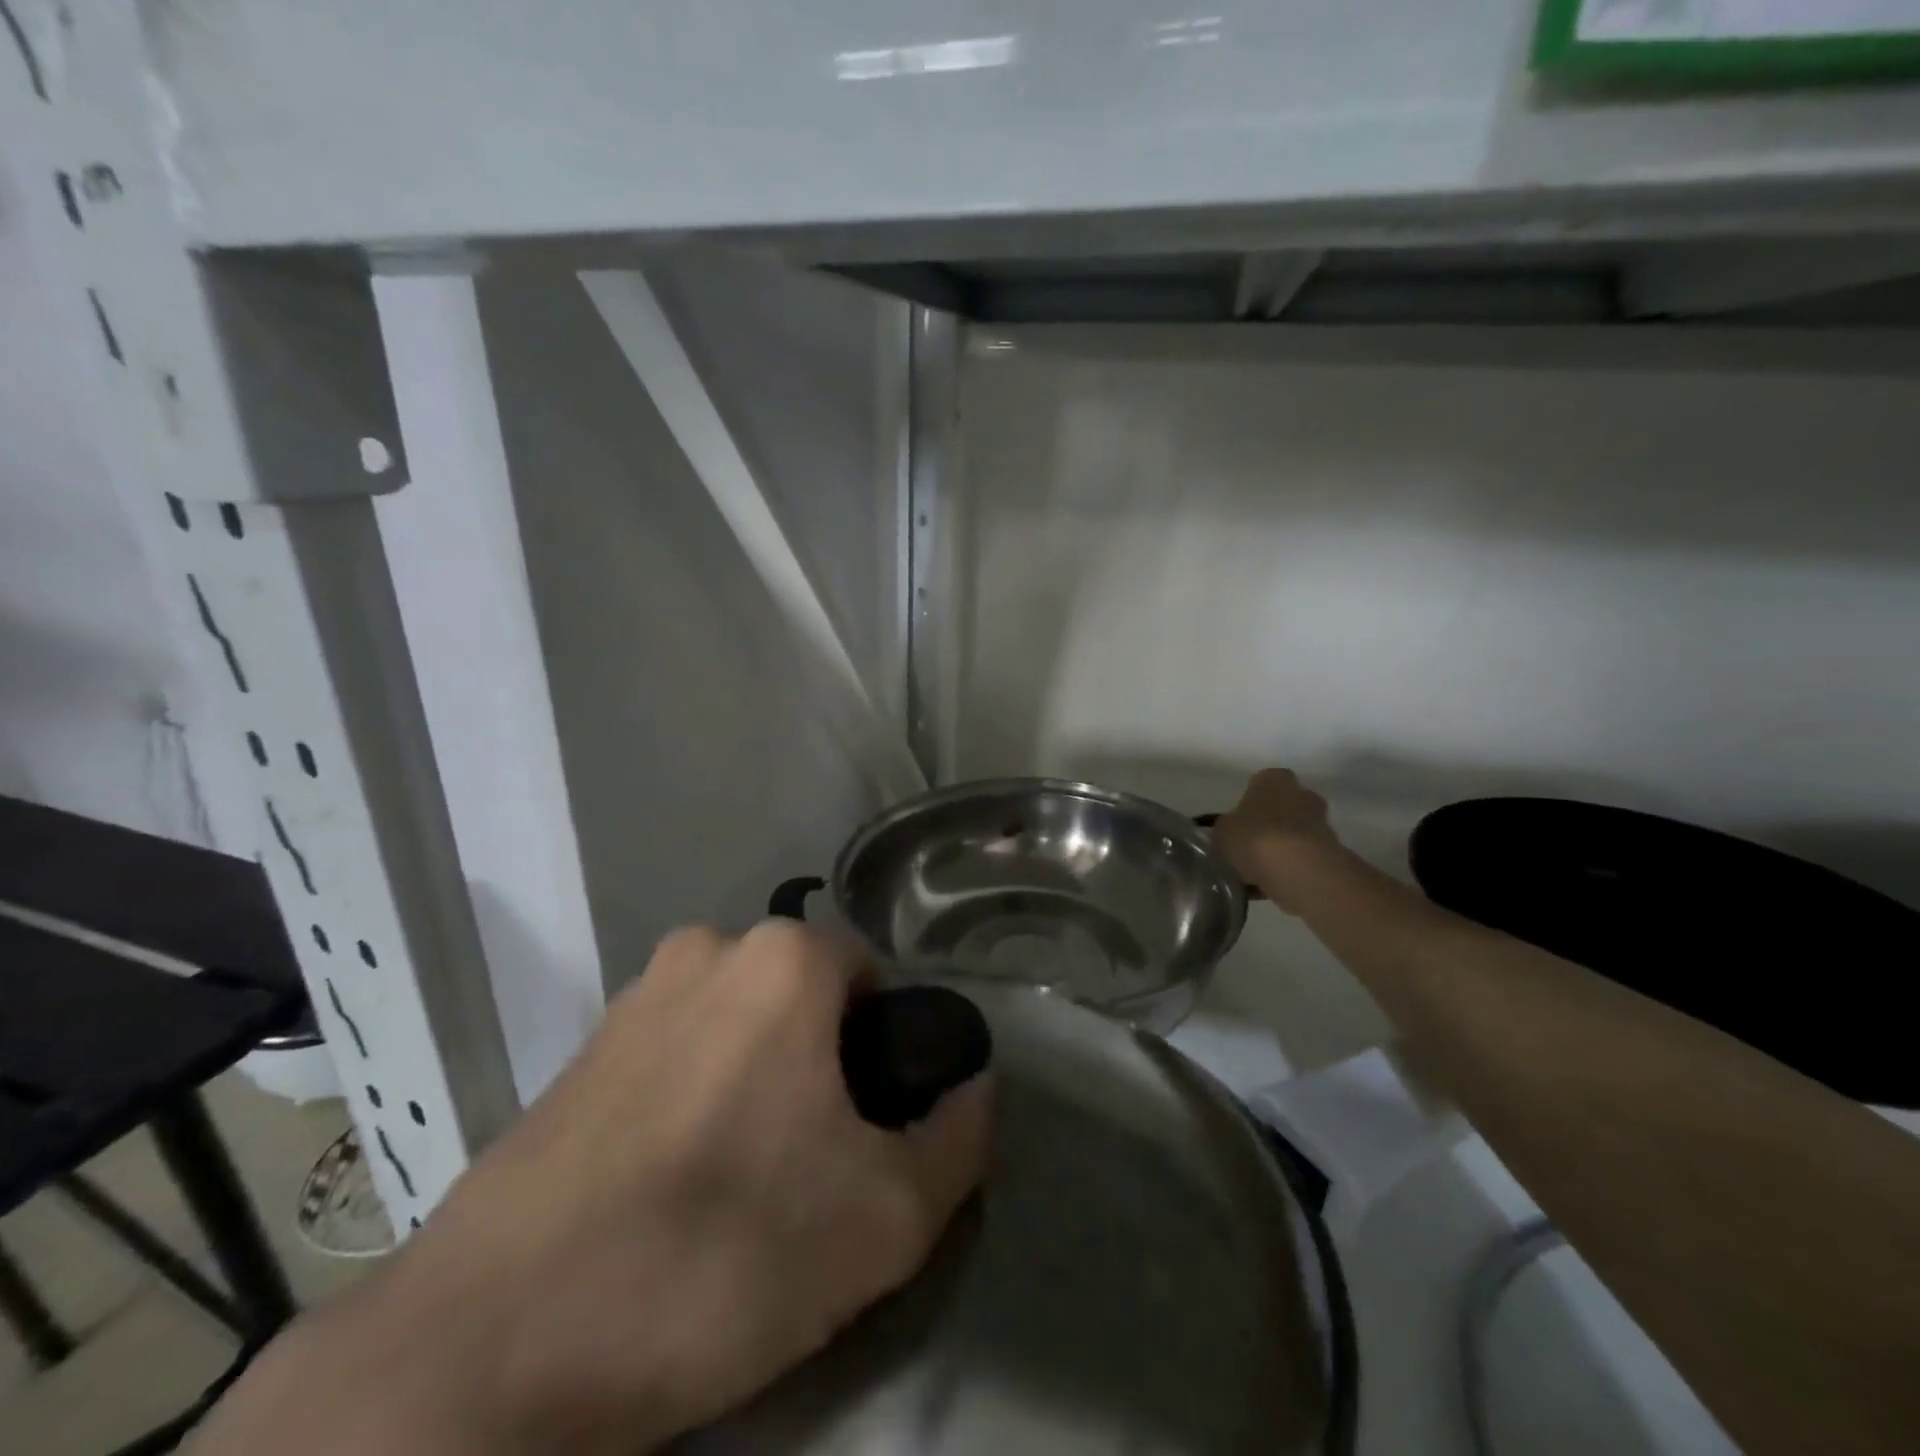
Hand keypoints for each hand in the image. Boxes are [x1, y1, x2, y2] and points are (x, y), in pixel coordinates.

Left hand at [193, 922, 991, 1455]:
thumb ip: (960, 1139)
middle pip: (807, 1003)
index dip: (887, 1059)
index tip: (870, 1137)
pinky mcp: (579, 1049)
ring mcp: (633, 994)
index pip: (874, 983)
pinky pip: (677, 1055)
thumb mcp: (886, 1216)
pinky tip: (672, 1187)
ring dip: (761, 1086)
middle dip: (826, 1070)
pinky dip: (697, 1099)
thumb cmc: (719, 1254)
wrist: (489, 1349)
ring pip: (741, 1028)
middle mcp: (707, 947)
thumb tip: (976, 1089)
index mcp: (782, 958)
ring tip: (741, 1187)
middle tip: (812, 1171)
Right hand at [1211, 768, 1342, 912]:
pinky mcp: (1331, 851)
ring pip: (1293, 834)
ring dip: (1280, 849)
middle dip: (1268, 825)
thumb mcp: (1222, 830)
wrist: (1300, 870)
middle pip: (1281, 808)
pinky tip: (1270, 886)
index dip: (1247, 804)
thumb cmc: (1255, 838)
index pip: (1259, 783)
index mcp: (1273, 779)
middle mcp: (1301, 794)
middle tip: (1248, 846)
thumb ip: (1226, 827)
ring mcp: (1321, 822)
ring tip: (1257, 872)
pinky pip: (1302, 858)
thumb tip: (1230, 832)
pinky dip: (1289, 868)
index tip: (1238, 824)